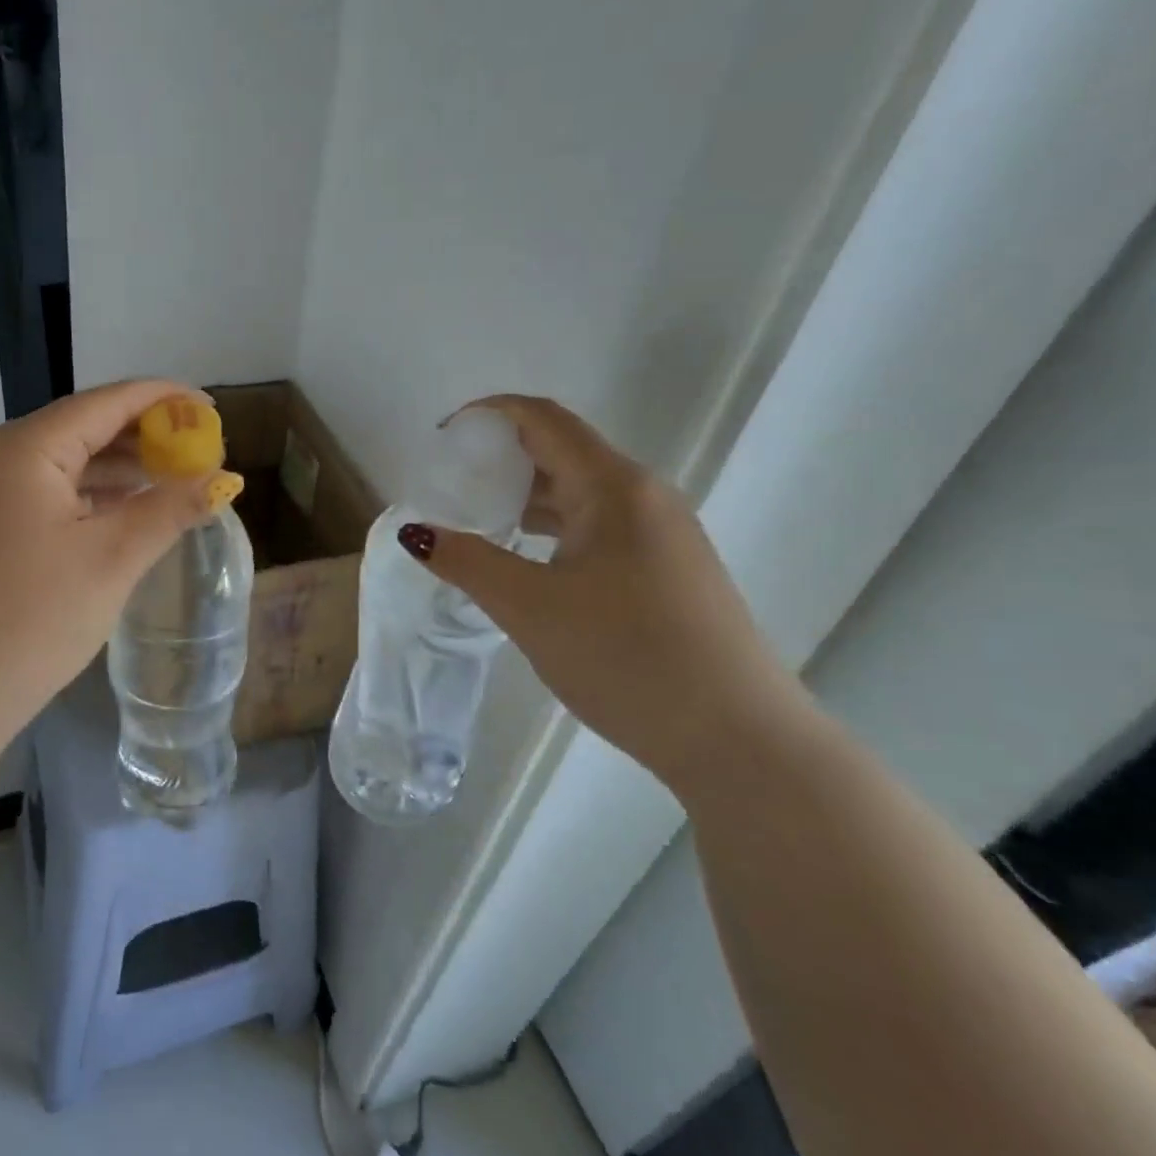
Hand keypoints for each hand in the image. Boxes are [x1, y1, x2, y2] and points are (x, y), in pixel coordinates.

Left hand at [0, 381, 230, 749]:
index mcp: (26, 447)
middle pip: (86, 426)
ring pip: (69, 460)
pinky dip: (94, 494)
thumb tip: (223, 478)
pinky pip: (50, 491)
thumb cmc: (31, 619)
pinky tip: (130, 509)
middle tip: (202, 451)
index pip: (108, 401)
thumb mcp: (113, 559)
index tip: (212, 409)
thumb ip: (170, 508)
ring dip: (122, 467)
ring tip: (178, 478)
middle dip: (147, 435)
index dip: (165, 399)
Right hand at [401, 395, 802, 788]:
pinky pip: (600, 526)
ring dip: (527, 496)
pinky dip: (554, 528)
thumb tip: (414, 533)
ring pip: (582, 493)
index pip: (543, 419)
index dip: (489, 415)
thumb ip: (467, 562)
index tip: (443, 437)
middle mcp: (644, 495)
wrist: (740, 741)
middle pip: (562, 451)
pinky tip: (528, 561)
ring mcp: (663, 533)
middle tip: (451, 484)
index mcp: (614, 486)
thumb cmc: (627, 657)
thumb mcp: (530, 608)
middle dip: (502, 457)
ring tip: (478, 520)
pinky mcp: (669, 569)